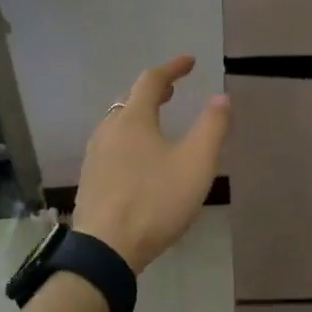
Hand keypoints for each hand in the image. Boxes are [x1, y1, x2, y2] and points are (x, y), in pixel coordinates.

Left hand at [71, 55, 229, 274]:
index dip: (172, 68)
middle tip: (173, 91)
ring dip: (138, 114)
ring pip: (117, 123)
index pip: (151, 80)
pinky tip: (137, 158)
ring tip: (156, 121)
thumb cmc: (155, 201)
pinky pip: (111, 145)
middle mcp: (108, 130)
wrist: (105, 250)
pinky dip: (128, 137)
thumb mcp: (195, 164)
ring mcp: (95, 155)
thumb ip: (211, 127)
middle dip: (153, 91)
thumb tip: (221, 96)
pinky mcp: (90, 179)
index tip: (190, 61)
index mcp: (133, 119)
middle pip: (130, 99)